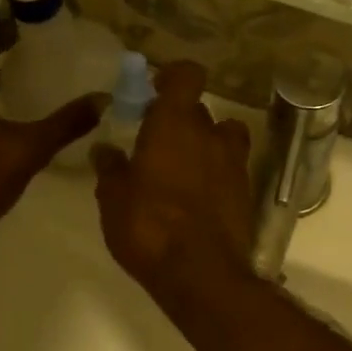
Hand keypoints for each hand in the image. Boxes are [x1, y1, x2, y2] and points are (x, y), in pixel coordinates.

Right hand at [92, 60, 252, 312]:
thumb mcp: (114, 199)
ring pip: (223, 138)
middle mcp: (210, 135)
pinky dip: (218, 174)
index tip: (157, 90)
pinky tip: (199, 198)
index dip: (174, 77)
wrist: (201, 274)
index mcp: (174, 124)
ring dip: (206, 145)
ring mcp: (234, 164)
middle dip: (181, 121)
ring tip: (185, 168)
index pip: (186, 76)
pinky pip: (232, 169)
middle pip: (200, 111)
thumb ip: (110, 169)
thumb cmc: (149, 228)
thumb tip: (104, 149)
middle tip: (158, 143)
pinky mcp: (246, 192)